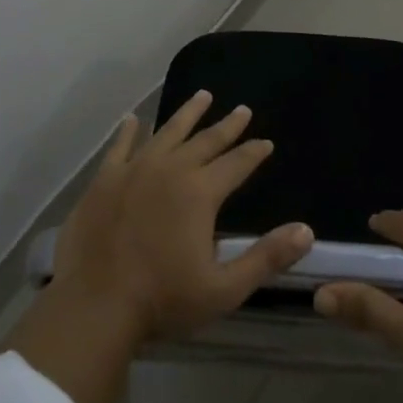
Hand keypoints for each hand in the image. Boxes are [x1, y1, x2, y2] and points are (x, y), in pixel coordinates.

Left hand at [50, 90, 314, 345]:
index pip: (236, 164)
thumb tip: (306, 231)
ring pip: (166, 132)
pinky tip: (133, 119)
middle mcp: (170, 170)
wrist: (95, 306)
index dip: (254, 152)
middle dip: (227, 125)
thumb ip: (266, 258)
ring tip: (202, 96)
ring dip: (187, 114)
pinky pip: (119, 146)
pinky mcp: (104, 180)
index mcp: (200, 192)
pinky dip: (128, 131)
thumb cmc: (163, 300)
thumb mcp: (225, 288)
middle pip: (205, 141)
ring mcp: (133, 171)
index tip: (266, 142)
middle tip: (242, 110)